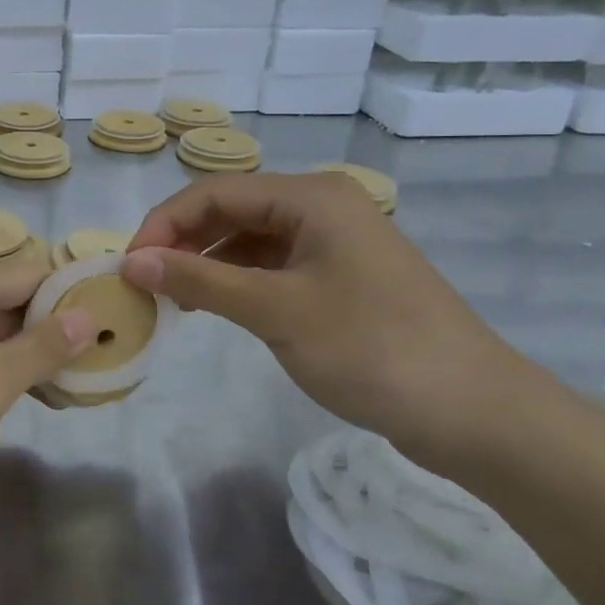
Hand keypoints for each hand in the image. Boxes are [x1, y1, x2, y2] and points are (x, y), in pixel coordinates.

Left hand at [0, 262, 97, 533]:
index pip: (34, 271)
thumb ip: (41, 346)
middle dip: (55, 333)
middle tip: (103, 370)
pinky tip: (10, 414)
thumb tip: (87, 311)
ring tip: (71, 394)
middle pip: (11, 303)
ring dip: (25, 363)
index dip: (76, 295)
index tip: (118, 327)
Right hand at [121, 173, 543, 465]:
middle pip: (231, 210)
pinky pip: (272, 264)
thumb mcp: (276, 311)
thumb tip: (131, 261)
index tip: (128, 266)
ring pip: (249, 238)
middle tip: (144, 283)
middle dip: (182, 241)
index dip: (164, 224)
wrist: (475, 412)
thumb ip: (200, 279)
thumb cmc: (372, 349)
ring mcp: (334, 241)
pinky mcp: (340, 275)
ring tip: (172, 297)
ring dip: (206, 262)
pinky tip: (214, 305)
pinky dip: (236, 280)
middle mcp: (321, 205)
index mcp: (311, 197)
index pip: (215, 192)